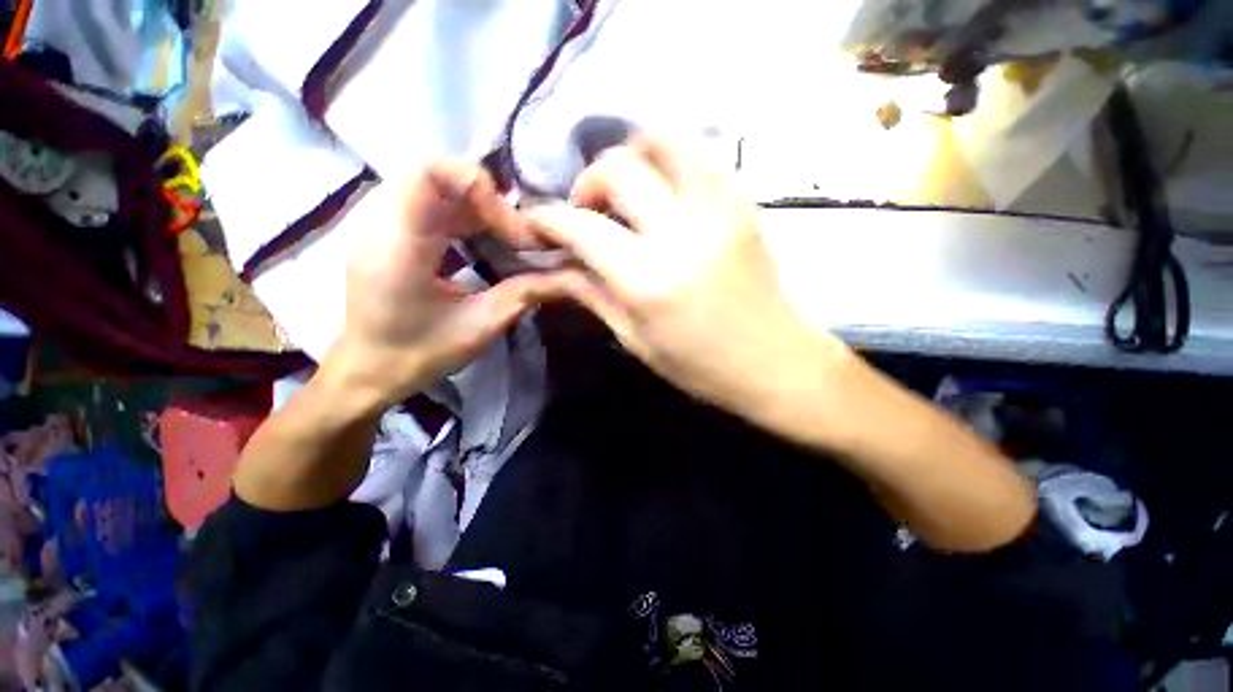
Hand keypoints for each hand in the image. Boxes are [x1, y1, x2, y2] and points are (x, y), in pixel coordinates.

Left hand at [323, 161, 559, 411]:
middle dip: (486, 198)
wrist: (367, 369)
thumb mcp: (481, 327)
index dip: (479, 185)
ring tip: (505, 234)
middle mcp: (380, 225)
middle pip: (435, 174)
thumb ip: (524, 295)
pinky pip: (426, 201)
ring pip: (432, 185)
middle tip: (515, 233)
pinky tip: (482, 237)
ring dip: (476, 204)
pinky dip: (462, 212)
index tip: (511, 226)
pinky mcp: (386, 231)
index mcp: (399, 249)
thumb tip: (568, 275)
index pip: (429, 175)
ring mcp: (378, 224)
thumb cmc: (419, 354)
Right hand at [528, 136, 850, 419]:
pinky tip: (663, 191)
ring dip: (632, 156)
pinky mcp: (745, 203)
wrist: (776, 363)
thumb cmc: (701, 367)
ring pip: (665, 140)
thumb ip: (591, 294)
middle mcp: (683, 233)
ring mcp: (721, 210)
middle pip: (619, 168)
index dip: (548, 218)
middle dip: (588, 182)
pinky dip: (671, 159)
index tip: (536, 222)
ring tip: (625, 191)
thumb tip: (549, 268)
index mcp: (650, 281)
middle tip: (587, 212)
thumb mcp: (635, 340)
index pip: (582, 227)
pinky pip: (702, 155)